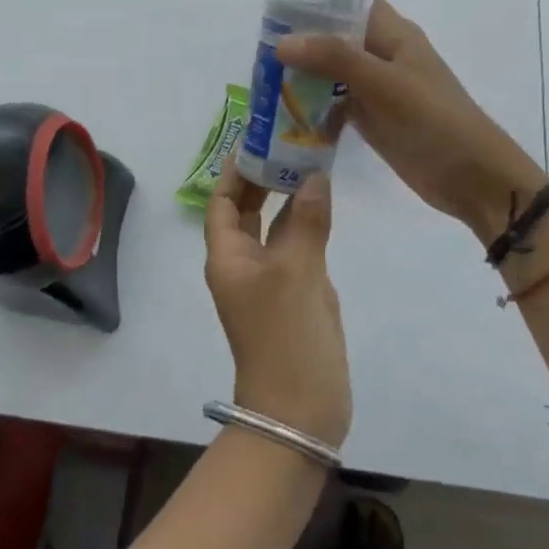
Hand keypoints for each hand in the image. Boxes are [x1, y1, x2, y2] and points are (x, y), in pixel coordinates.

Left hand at [203, 165, 350, 447]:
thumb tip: (315, 176)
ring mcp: (271, 280)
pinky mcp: (296, 294)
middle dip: (264, 177)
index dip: (236, 171)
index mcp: (227, 256)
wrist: (300, 410)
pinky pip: (296, 247)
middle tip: (291, 142)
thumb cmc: (286, 336)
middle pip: (248, 210)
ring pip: (274, 227)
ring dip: (288, 197)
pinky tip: (324, 203)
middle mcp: (244, 264)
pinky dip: (306, 223)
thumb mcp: (297, 272)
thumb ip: (305, 221)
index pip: (224, 202)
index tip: (259, 139)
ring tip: (310, 160)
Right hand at [278, 0, 544, 246]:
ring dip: (303, 77)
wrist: (473, 178)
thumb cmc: (435, 121)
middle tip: (259, 54)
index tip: (276, 7)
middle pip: (336, 38)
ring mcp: (378, 89)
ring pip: (333, 73)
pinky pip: (337, 105)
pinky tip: (287, 119)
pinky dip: (315, 109)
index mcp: (394, 35)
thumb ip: (334, 59)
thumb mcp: (384, 84)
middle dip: (301, 43)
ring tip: (264, 84)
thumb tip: (282, 41)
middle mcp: (384, 56)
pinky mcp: (374, 120)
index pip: (351, 2)